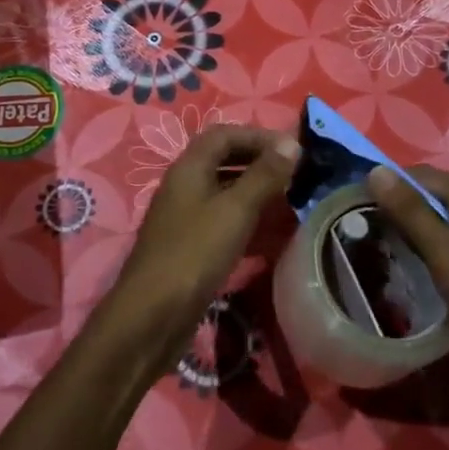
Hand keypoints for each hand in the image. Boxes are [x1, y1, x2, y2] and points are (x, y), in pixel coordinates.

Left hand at [103, 125, 299, 363]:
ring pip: (225, 194)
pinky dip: (249, 222)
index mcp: (189, 168)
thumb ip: (264, 175)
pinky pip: (223, 223)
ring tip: (291, 202)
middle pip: (224, 161)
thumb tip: (292, 143)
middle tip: (296, 174)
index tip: (292, 149)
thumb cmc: (195, 253)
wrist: (153, 315)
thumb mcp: (236, 210)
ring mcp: (185, 219)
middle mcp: (184, 187)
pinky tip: (273, 235)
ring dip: (257, 193)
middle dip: (260, 163)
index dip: (258, 136)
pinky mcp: (190, 248)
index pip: (223, 135)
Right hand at [366, 164, 448, 391]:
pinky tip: (410, 267)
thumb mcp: (445, 250)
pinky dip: (429, 251)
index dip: (389, 183)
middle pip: (432, 197)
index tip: (354, 202)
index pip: (423, 175)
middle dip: (398, 208)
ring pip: (441, 224)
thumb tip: (375, 171)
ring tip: (378, 246)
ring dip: (412, 231)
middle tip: (361, 227)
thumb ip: (410, 211)